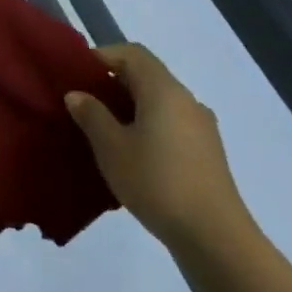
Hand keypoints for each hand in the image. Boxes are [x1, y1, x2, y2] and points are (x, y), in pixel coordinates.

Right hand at [65, 44, 253, 251]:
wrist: (215, 238)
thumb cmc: (157, 182)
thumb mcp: (111, 147)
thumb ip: (92, 115)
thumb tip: (78, 94)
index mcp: (164, 90)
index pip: (132, 53)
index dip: (103, 56)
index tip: (77, 74)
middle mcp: (186, 100)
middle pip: (147, 76)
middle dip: (113, 83)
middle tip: (84, 102)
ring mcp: (202, 127)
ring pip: (159, 102)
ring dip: (131, 107)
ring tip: (104, 131)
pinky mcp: (207, 153)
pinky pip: (171, 124)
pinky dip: (148, 126)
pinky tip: (133, 155)